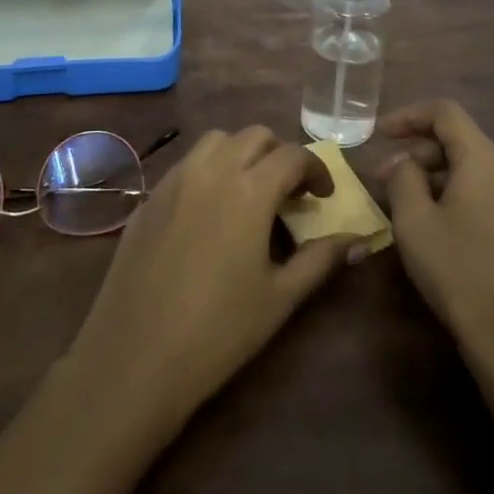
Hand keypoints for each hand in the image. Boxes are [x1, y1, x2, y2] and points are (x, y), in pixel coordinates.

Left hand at [66, 127, 361, 430]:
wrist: (134, 357)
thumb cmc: (218, 331)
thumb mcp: (280, 297)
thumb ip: (321, 260)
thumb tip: (359, 240)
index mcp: (250, 188)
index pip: (293, 155)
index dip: (316, 169)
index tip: (324, 196)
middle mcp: (212, 170)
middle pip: (254, 136)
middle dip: (279, 154)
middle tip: (290, 192)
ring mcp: (175, 180)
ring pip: (215, 141)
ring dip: (241, 154)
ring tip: (249, 192)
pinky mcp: (149, 198)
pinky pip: (186, 165)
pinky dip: (208, 170)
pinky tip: (209, 213)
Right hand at [377, 100, 493, 367]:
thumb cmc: (460, 274)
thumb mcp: (415, 222)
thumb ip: (403, 177)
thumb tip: (405, 163)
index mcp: (488, 159)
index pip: (446, 112)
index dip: (409, 116)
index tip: (381, 134)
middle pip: (461, 141)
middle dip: (420, 153)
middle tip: (385, 181)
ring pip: (475, 168)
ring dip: (438, 176)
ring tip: (408, 206)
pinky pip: (490, 192)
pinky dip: (460, 194)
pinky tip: (440, 224)